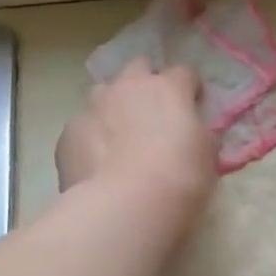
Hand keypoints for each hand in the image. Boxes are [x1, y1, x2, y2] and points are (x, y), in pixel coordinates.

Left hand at [57, 58, 217, 224]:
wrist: (126, 208)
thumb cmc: (179, 180)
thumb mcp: (207, 158)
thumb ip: (201, 137)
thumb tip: (196, 136)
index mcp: (168, 88)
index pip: (183, 72)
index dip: (189, 88)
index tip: (193, 106)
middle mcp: (128, 87)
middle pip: (137, 68)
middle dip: (145, 84)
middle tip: (152, 115)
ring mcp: (93, 107)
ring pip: (102, 94)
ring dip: (113, 108)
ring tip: (119, 140)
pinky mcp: (68, 134)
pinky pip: (82, 128)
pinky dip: (90, 140)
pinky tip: (96, 165)